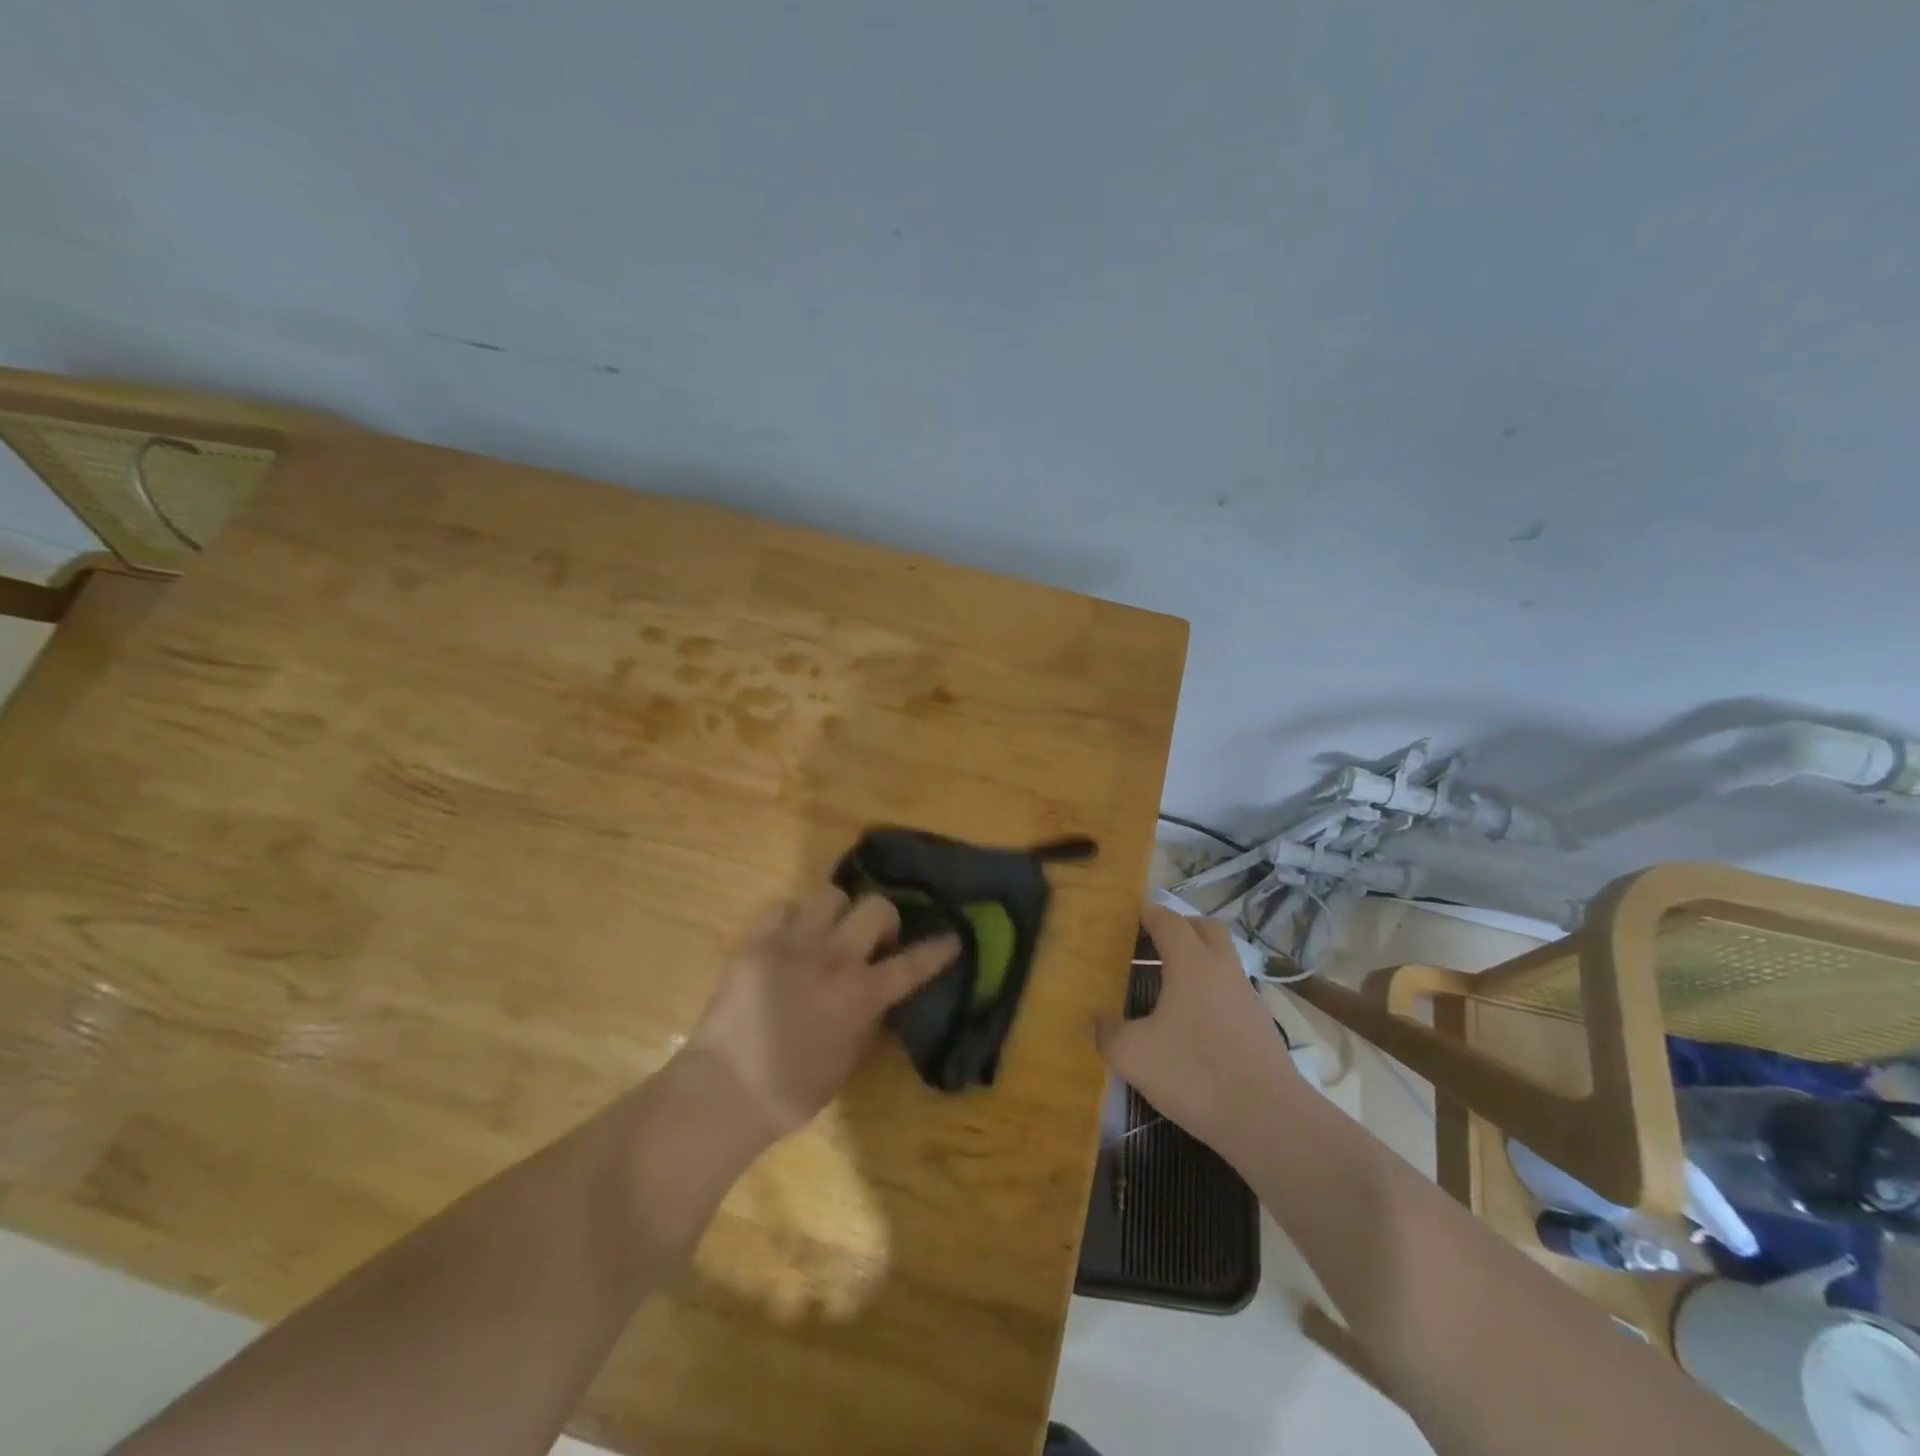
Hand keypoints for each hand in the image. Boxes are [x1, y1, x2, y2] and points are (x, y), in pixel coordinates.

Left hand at [689, 885, 959, 1143]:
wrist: (725, 1091)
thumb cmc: (792, 1091)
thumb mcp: (848, 1061)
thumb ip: (869, 1021)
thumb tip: (878, 997)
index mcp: (862, 995)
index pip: (913, 963)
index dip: (938, 949)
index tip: (952, 938)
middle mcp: (834, 959)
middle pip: (876, 907)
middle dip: (883, 919)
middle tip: (872, 940)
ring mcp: (793, 944)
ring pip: (830, 894)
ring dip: (836, 913)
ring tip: (825, 933)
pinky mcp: (756, 941)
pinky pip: (782, 907)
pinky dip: (791, 920)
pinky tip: (787, 940)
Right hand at [1092, 902, 1294, 1154]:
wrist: (1269, 1120)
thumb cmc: (1195, 1073)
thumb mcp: (1134, 1055)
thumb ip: (1107, 1033)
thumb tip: (1092, 1020)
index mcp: (1191, 962)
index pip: (1167, 920)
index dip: (1146, 912)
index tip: (1126, 914)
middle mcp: (1222, 968)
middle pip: (1203, 928)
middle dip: (1178, 927)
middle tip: (1149, 943)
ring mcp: (1247, 995)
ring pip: (1221, 959)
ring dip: (1196, 959)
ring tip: (1166, 984)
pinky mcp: (1260, 1024)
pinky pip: (1230, 990)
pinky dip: (1210, 991)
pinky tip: (1191, 1021)